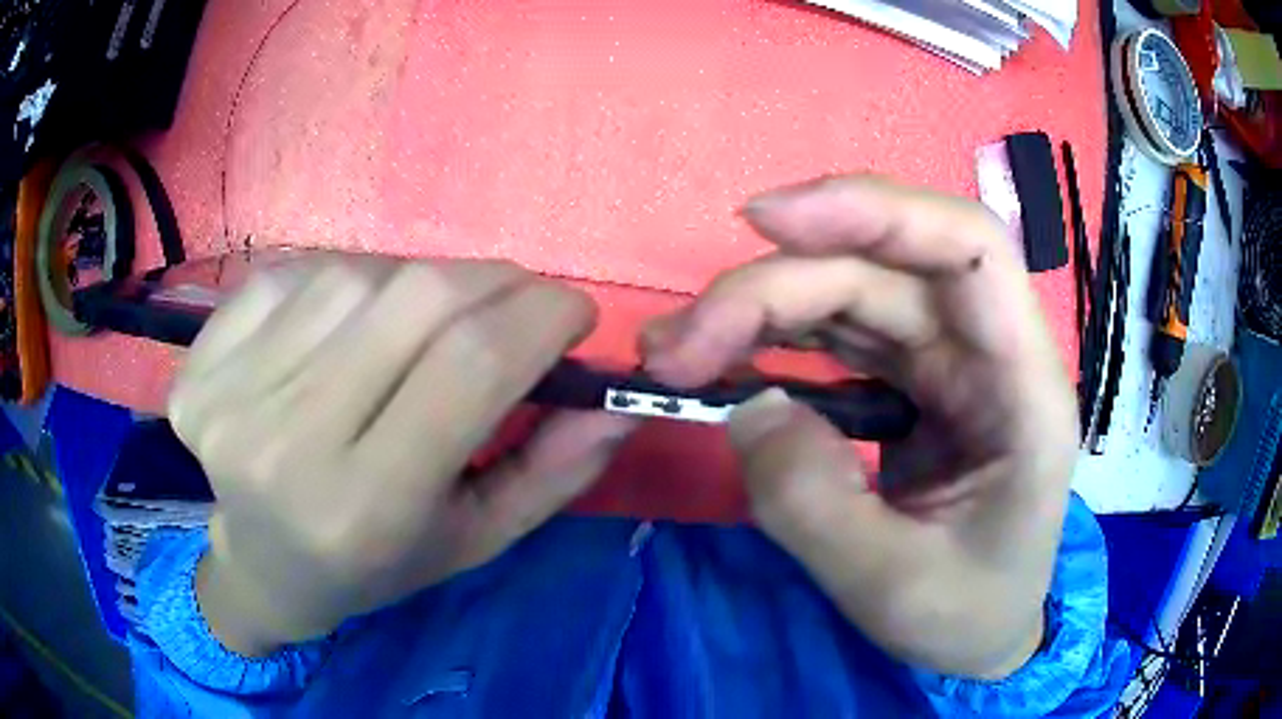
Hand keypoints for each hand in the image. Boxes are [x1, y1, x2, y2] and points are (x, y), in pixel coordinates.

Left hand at [169, 256, 634, 655]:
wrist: (258, 563)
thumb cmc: (372, 565)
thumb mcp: (474, 540)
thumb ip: (552, 474)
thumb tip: (614, 400)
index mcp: (364, 508)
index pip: (470, 365)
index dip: (540, 315)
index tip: (572, 313)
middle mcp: (287, 444)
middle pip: (415, 299)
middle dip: (494, 282)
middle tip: (515, 302)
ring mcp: (232, 392)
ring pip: (358, 275)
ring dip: (414, 285)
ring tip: (416, 329)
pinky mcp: (202, 358)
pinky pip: (296, 273)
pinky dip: (343, 283)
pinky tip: (342, 328)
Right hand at [643, 176, 1077, 678]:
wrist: (981, 636)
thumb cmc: (964, 615)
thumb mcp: (890, 587)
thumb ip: (813, 503)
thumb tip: (746, 406)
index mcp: (1024, 390)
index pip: (970, 250)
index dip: (874, 211)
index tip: (766, 221)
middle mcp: (989, 353)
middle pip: (883, 269)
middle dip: (773, 289)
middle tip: (676, 347)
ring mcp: (948, 363)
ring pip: (853, 291)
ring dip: (759, 307)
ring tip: (677, 351)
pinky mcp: (912, 380)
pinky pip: (840, 331)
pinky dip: (773, 336)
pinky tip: (720, 360)